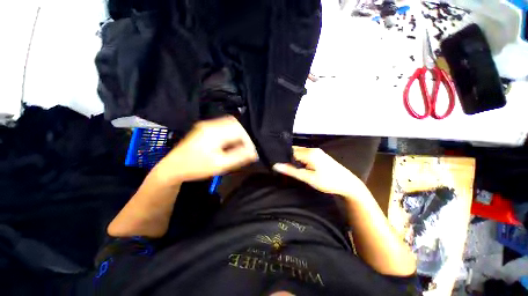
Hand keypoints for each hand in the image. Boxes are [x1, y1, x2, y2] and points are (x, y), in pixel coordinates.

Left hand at [154, 116, 257, 183]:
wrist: (173, 167)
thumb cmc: (196, 167)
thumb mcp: (219, 165)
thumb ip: (238, 157)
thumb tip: (253, 153)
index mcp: (214, 132)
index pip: (238, 130)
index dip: (248, 141)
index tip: (251, 153)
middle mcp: (210, 124)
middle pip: (235, 123)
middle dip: (244, 136)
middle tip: (246, 149)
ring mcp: (206, 125)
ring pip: (229, 123)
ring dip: (237, 134)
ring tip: (239, 147)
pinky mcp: (205, 128)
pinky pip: (223, 126)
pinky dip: (231, 133)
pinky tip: (230, 143)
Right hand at [273, 146, 365, 199]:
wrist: (348, 184)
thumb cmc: (328, 181)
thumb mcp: (308, 178)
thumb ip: (292, 171)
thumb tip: (276, 165)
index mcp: (309, 153)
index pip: (290, 152)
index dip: (283, 157)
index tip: (276, 163)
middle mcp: (312, 149)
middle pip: (295, 150)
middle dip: (287, 157)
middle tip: (280, 165)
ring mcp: (317, 151)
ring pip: (300, 152)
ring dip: (293, 158)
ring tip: (287, 166)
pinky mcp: (319, 155)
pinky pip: (305, 154)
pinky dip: (299, 159)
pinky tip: (298, 165)